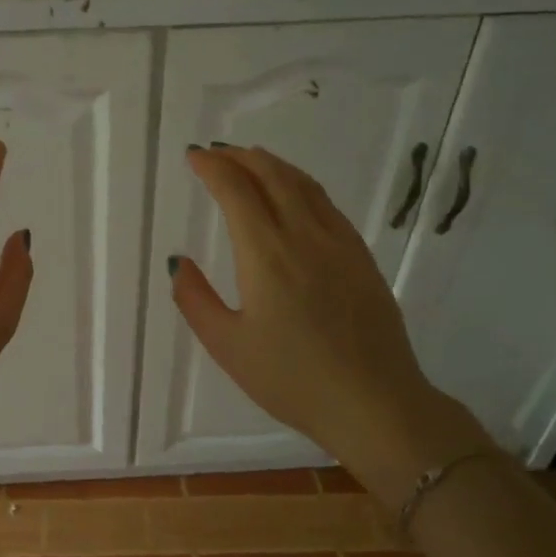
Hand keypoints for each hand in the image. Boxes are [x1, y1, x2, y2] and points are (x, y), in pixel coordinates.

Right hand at [171, 144, 492, 498]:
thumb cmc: (292, 380)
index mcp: (266, 255)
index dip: (213, 168)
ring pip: (304, 185)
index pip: (236, 192)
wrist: (375, 403)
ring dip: (273, 165)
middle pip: (273, 176)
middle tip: (217, 153)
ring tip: (251, 160)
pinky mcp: (362, 258)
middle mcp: (305, 237)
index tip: (194, 157)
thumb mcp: (228, 347)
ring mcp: (340, 244)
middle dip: (241, 157)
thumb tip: (180, 262)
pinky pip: (327, 205)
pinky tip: (295, 195)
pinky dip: (302, 186)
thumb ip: (195, 299)